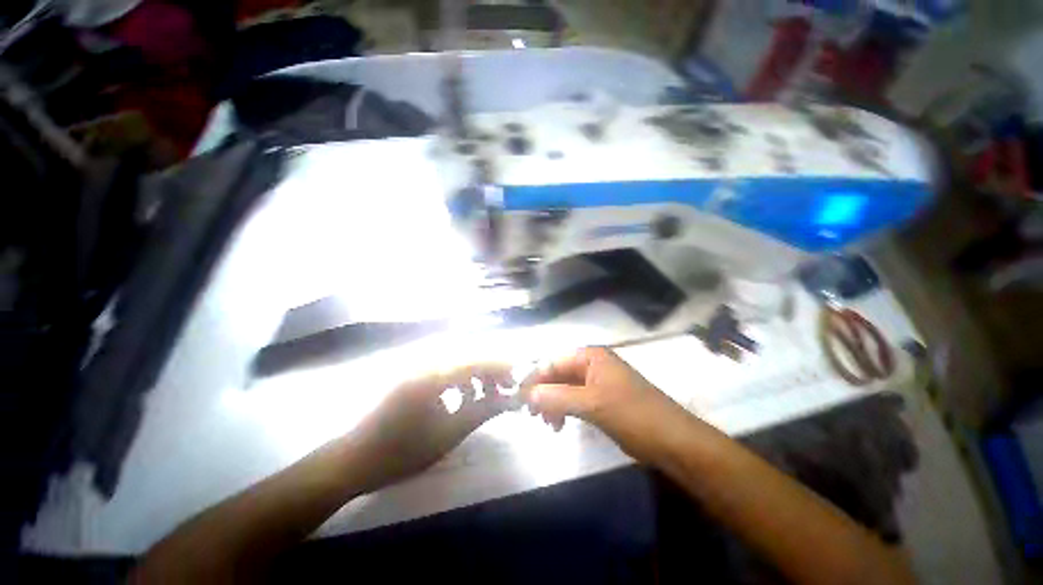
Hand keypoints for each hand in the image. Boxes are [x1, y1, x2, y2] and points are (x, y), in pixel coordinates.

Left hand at [344, 363, 515, 492]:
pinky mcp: (415, 373)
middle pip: (471, 356)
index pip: (478, 360)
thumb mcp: (448, 433)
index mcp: (433, 375)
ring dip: (478, 375)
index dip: (503, 367)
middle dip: (493, 371)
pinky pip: (447, 368)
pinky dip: (462, 379)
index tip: (520, 379)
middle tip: (508, 390)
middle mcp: (427, 361)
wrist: (354, 459)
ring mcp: (419, 366)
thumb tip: (513, 399)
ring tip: (487, 397)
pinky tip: (464, 398)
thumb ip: (483, 410)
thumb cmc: (400, 452)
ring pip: (460, 361)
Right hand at [522, 347, 690, 460]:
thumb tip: (526, 394)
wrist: (672, 440)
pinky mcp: (602, 398)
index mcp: (590, 356)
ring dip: (552, 403)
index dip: (534, 378)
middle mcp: (592, 364)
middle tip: (532, 415)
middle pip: (558, 373)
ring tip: (548, 424)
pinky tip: (560, 424)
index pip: (553, 361)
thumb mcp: (591, 404)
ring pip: (565, 387)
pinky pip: (575, 399)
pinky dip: (564, 409)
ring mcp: (598, 381)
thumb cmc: (632, 414)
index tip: (519, 398)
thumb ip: (557, 397)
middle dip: (543, 392)